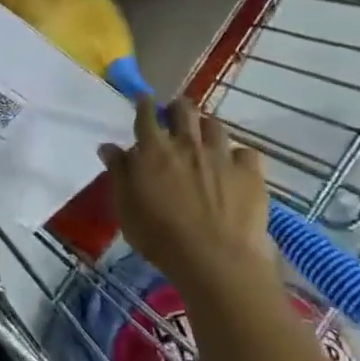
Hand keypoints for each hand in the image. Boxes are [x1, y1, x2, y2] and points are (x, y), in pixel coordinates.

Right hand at [100, 98, 276, 298]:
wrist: (217, 262)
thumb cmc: (160, 237)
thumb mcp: (126, 208)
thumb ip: (118, 173)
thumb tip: (108, 147)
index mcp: (153, 150)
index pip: (146, 114)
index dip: (144, 103)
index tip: (143, 99)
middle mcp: (187, 144)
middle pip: (184, 110)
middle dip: (178, 108)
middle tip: (176, 116)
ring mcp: (221, 156)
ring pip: (215, 125)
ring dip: (206, 128)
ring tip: (205, 138)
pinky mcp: (250, 174)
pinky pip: (246, 152)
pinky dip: (239, 155)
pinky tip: (235, 166)